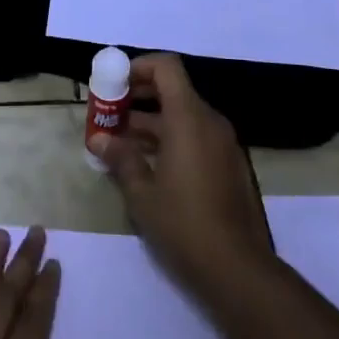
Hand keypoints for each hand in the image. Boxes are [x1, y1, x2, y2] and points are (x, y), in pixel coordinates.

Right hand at [94, 54, 274, 300]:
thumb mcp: (142, 193)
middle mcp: (210, 122)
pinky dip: (170, 138)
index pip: (167, 67)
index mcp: (189, 118)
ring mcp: (223, 144)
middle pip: (173, 90)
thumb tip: (99, 139)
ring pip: (183, 116)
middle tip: (110, 114)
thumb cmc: (185, 225)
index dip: (139, 67)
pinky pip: (196, 136)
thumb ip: (121, 158)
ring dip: (152, 121)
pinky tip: (148, 165)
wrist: (239, 271)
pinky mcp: (229, 166)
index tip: (114, 85)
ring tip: (120, 142)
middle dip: (139, 96)